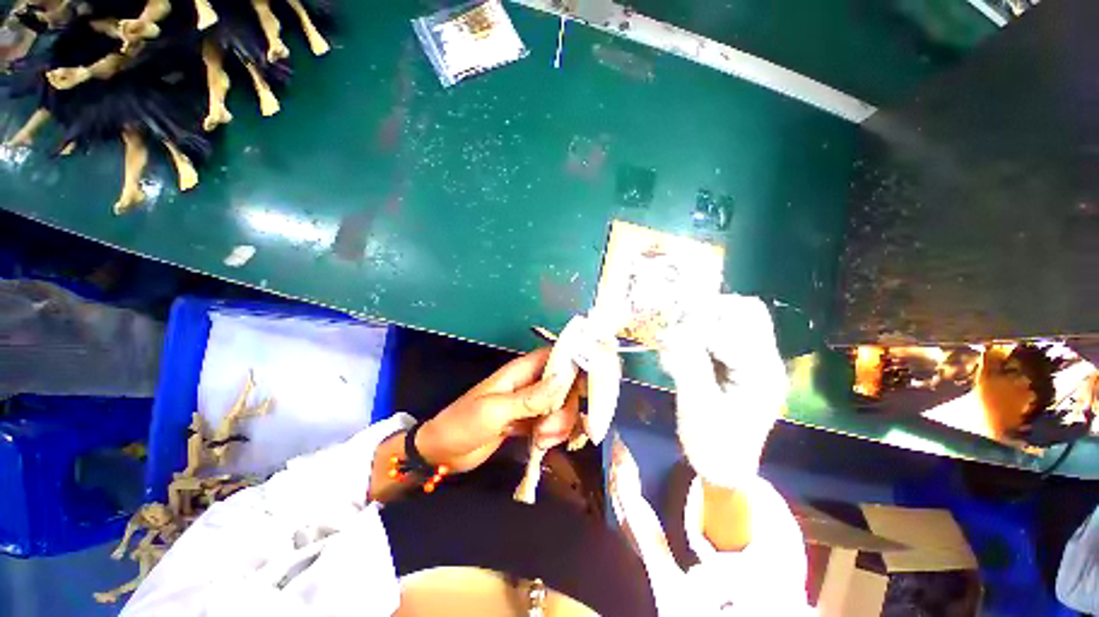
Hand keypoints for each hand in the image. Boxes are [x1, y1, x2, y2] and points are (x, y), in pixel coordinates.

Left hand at [416, 348, 580, 472]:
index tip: (589, 384)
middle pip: (566, 386)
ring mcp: (531, 404)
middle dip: (565, 408)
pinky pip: (553, 423)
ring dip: (559, 425)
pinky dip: (553, 434)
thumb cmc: (463, 423)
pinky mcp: (530, 422)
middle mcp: (531, 383)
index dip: (575, 364)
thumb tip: (563, 380)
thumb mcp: (495, 410)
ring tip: (541, 441)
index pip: (556, 357)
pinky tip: (541, 445)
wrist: (443, 453)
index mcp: (521, 371)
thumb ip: (530, 398)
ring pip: (562, 407)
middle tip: (548, 429)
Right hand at [659, 294, 787, 488]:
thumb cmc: (713, 445)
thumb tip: (672, 332)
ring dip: (706, 318)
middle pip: (747, 310)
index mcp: (760, 375)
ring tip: (681, 336)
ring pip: (738, 316)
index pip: (729, 332)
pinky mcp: (744, 362)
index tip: (667, 337)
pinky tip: (686, 346)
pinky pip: (727, 330)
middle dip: (708, 313)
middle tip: (679, 328)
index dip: (695, 330)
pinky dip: (705, 330)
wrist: (727, 468)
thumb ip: (688, 365)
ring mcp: (757, 359)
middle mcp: (766, 360)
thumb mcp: (698, 407)